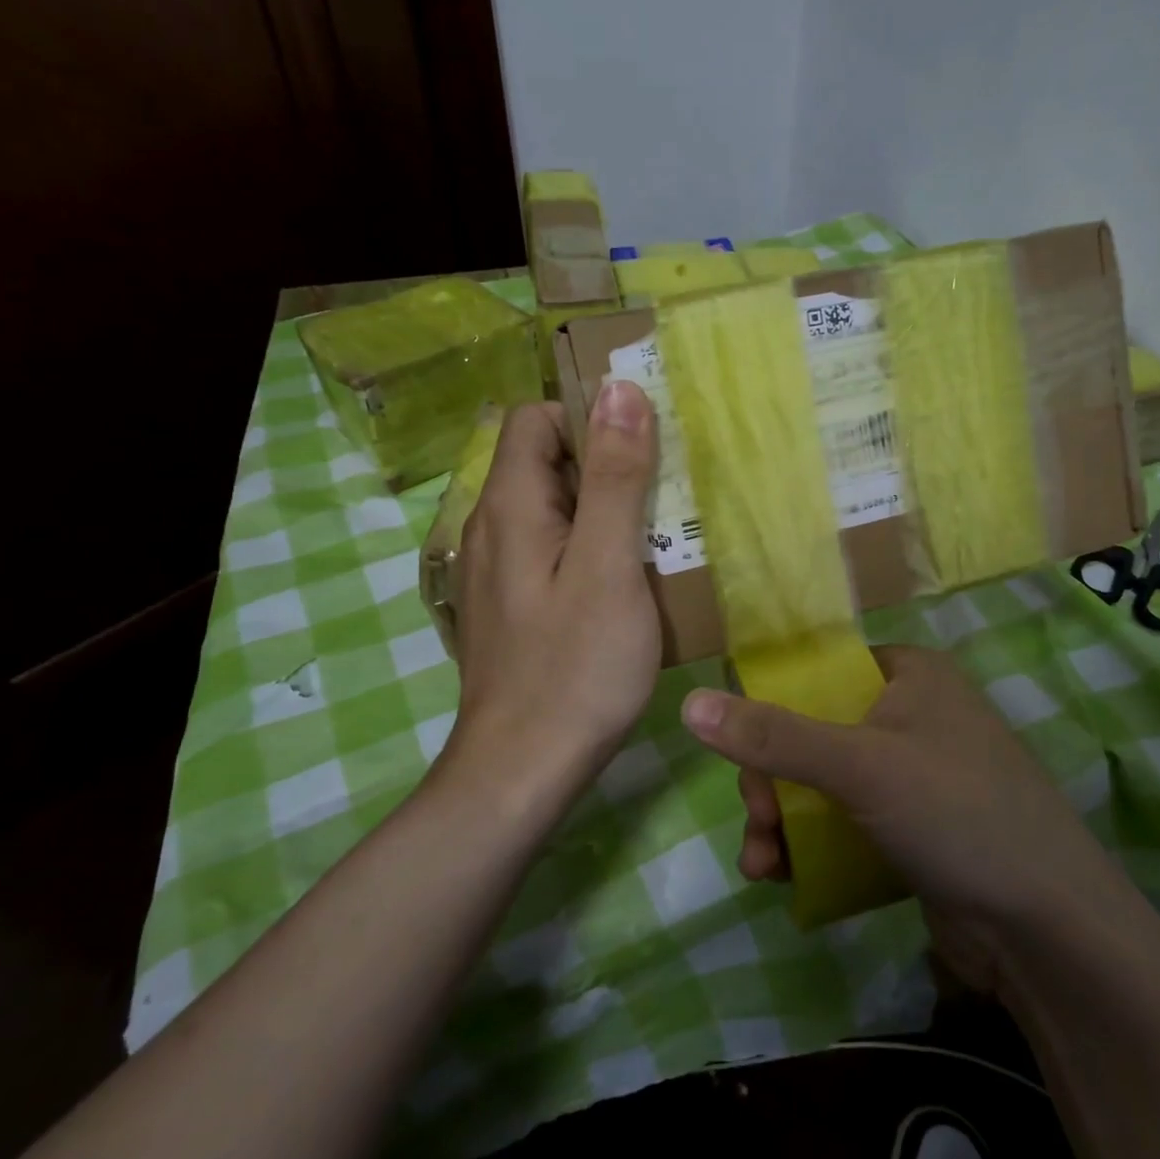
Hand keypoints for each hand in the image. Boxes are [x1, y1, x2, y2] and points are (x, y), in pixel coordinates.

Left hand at [452, 383, 659, 778]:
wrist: (524, 769)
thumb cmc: (574, 666)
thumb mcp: (606, 564)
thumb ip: (613, 476)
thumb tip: (620, 389)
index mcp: (510, 506)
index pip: (535, 419)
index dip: (587, 415)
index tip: (644, 440)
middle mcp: (493, 529)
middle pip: (546, 463)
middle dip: (606, 462)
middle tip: (667, 487)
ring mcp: (500, 572)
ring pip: (554, 510)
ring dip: (604, 508)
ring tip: (660, 530)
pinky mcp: (514, 607)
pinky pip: (553, 552)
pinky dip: (591, 547)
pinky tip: (630, 580)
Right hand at [680, 646, 1125, 985]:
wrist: (1048, 930)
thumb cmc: (956, 814)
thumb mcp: (859, 766)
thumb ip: (774, 737)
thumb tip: (690, 703)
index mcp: (910, 675)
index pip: (821, 672)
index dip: (774, 707)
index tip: (746, 753)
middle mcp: (913, 716)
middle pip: (814, 732)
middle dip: (773, 781)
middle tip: (759, 820)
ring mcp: (915, 777)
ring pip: (824, 784)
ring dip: (782, 821)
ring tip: (761, 863)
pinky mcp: (915, 830)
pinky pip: (846, 824)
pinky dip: (812, 846)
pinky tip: (782, 878)